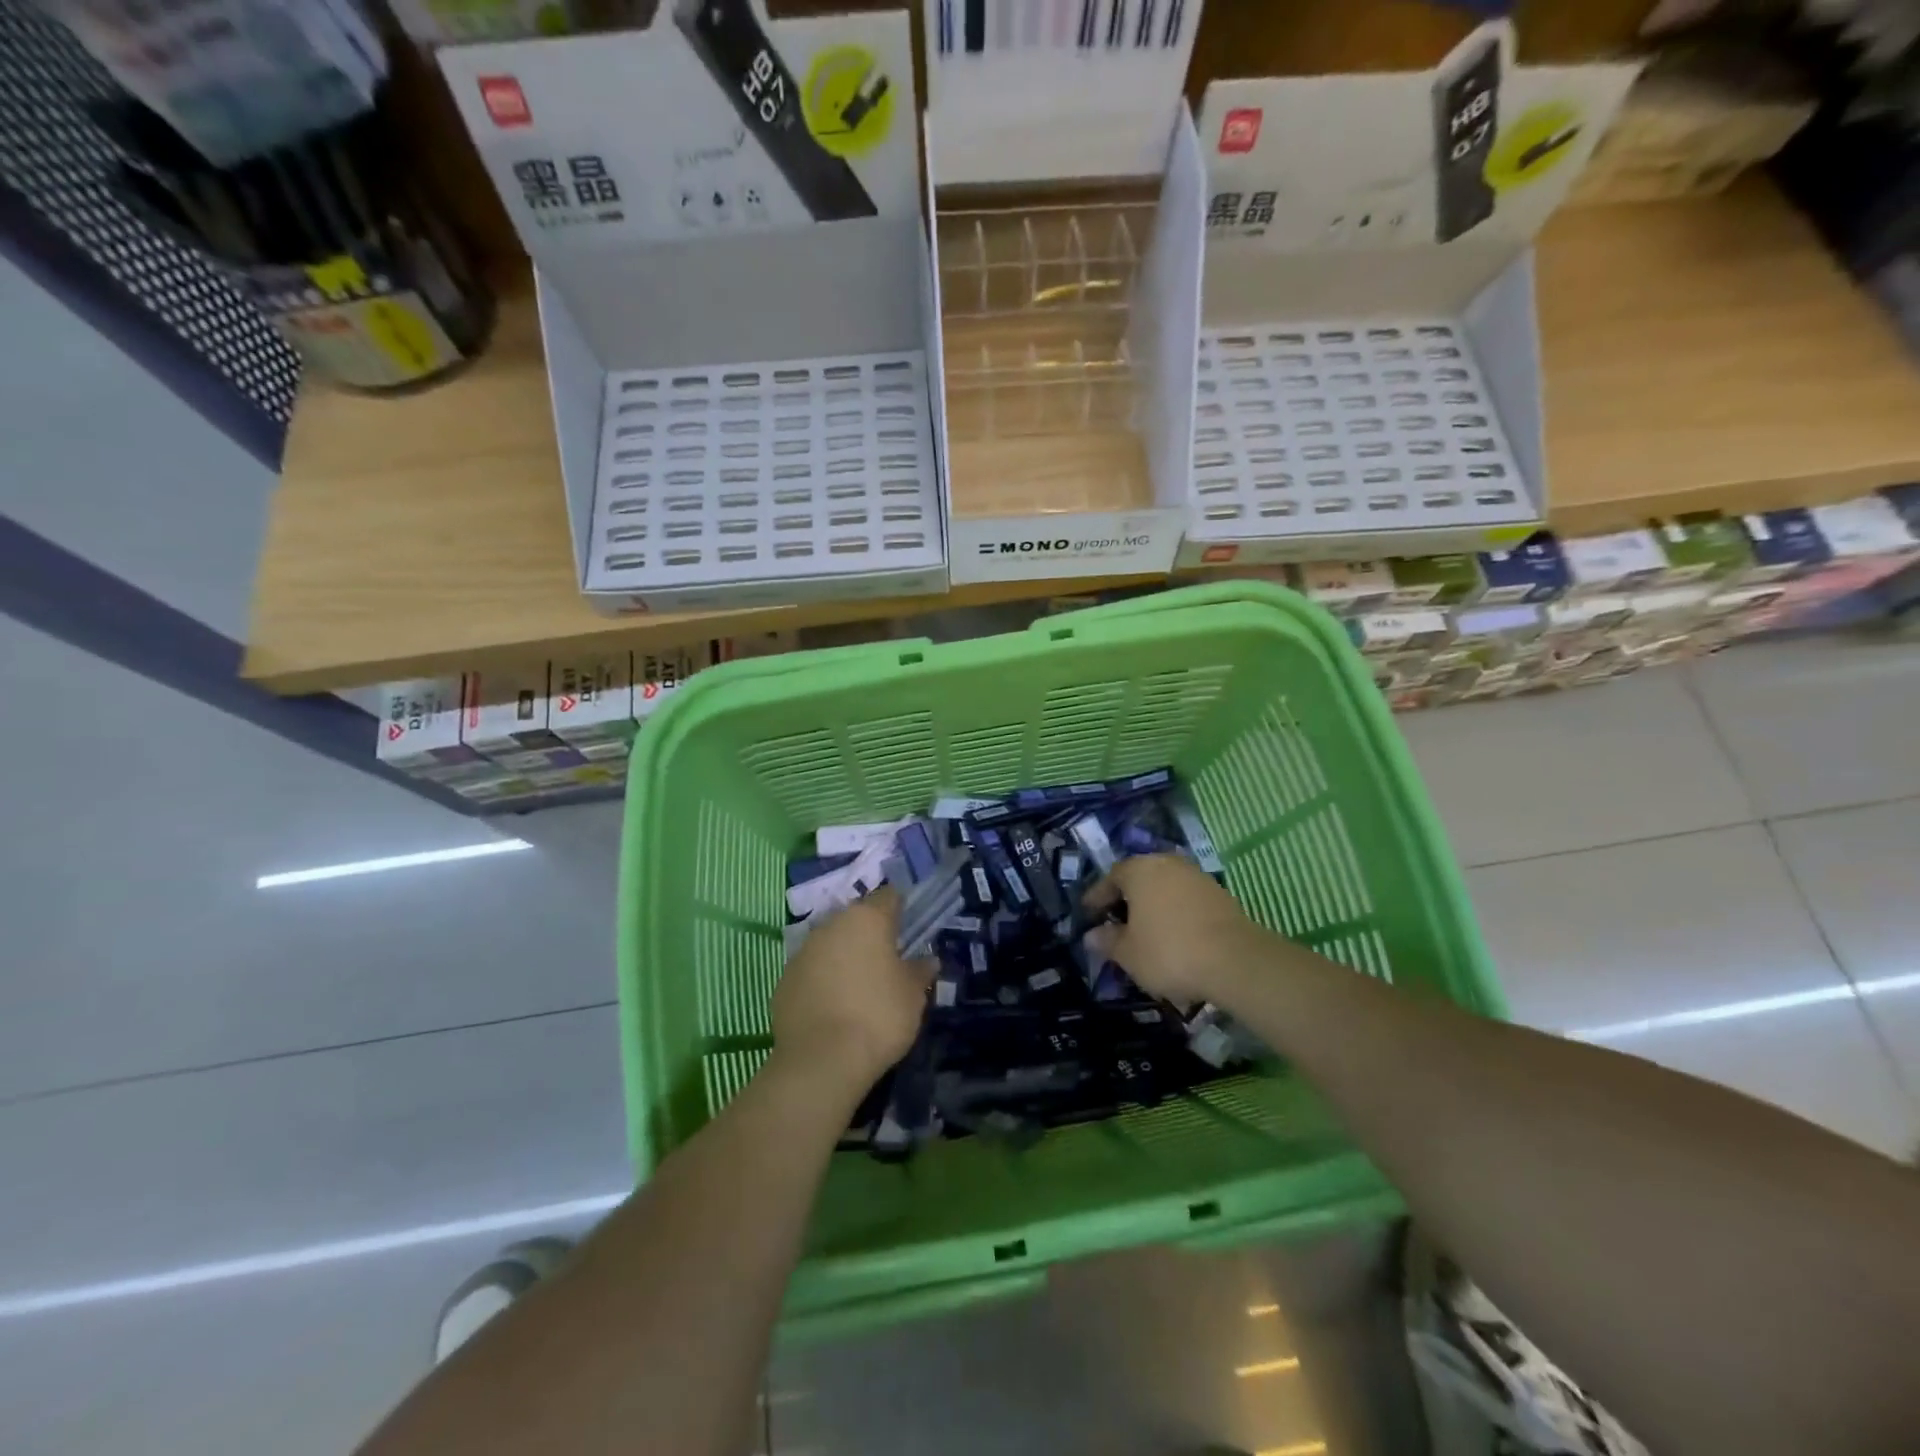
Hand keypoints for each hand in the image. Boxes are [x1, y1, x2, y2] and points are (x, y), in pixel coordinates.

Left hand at [772, 887, 933, 1089]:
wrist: (822, 1060)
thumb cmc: (879, 1016)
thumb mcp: (913, 995)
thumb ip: (920, 971)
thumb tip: (927, 959)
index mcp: (867, 919)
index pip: (888, 897)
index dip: (900, 909)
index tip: (908, 928)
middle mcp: (831, 925)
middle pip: (856, 919)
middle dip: (870, 935)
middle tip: (885, 961)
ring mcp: (803, 951)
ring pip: (830, 944)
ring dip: (844, 956)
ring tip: (859, 987)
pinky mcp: (784, 979)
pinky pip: (811, 971)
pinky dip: (822, 980)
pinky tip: (833, 1006)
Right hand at [1084, 854, 1265, 1003]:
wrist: (1235, 961)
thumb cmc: (1169, 952)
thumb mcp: (1128, 953)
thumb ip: (1107, 941)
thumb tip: (1091, 935)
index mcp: (1139, 870)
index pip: (1110, 877)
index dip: (1097, 896)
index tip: (1089, 912)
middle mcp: (1167, 863)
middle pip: (1140, 877)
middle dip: (1126, 897)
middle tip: (1116, 918)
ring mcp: (1196, 876)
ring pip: (1165, 886)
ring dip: (1153, 903)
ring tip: (1145, 928)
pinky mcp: (1219, 894)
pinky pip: (1186, 898)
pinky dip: (1175, 911)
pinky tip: (1173, 933)